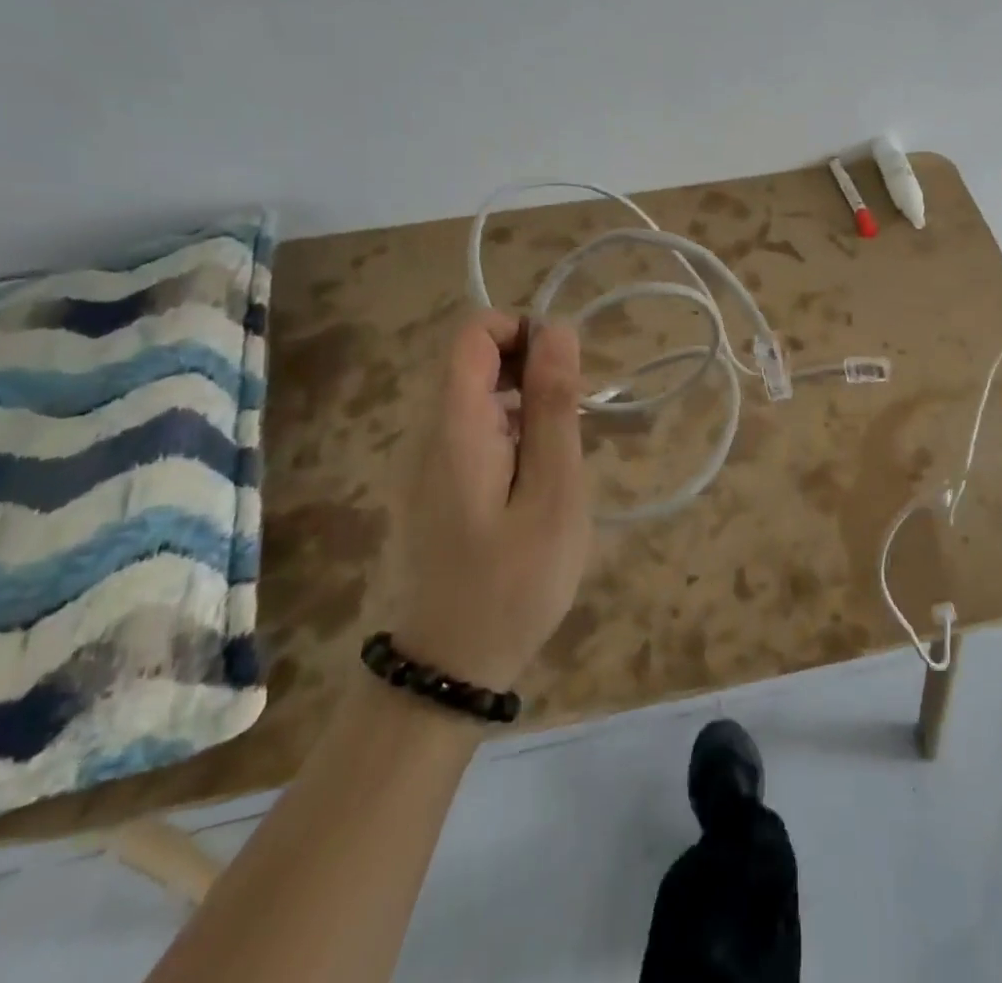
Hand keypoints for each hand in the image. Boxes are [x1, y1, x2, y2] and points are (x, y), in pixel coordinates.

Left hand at [393, 311, 591, 690]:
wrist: (448, 670)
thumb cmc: (513, 582)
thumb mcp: (553, 492)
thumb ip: (554, 407)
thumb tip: (558, 330)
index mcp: (455, 425)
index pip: (473, 331)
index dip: (523, 329)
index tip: (566, 371)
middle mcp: (429, 431)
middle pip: (475, 359)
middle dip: (532, 369)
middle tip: (575, 421)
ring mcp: (426, 460)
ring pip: (479, 395)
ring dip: (527, 402)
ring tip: (564, 454)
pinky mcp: (434, 485)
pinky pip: (474, 430)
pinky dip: (513, 431)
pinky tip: (539, 478)